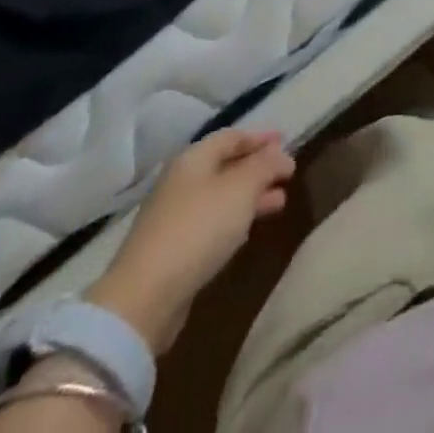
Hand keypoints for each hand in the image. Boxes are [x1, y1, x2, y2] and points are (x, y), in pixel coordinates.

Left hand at [87, 129, 295, 352]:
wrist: (145, 297)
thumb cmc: (199, 228)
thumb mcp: (242, 188)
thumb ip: (266, 165)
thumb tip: (282, 155)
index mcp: (194, 159)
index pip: (232, 136)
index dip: (261, 138)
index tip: (287, 142)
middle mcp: (181, 182)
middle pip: (226, 166)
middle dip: (259, 168)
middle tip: (287, 174)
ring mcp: (174, 217)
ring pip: (221, 196)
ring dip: (251, 196)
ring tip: (280, 202)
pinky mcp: (173, 250)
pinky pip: (212, 222)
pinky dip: (235, 219)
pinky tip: (249, 230)